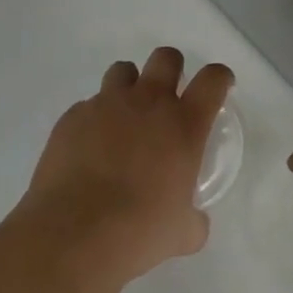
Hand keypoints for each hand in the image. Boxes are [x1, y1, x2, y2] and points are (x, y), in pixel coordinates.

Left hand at [20, 47, 233, 285]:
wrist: (73, 235)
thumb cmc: (138, 232)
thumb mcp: (180, 233)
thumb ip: (193, 220)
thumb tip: (195, 224)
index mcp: (184, 124)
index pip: (213, 79)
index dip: (219, 78)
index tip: (218, 87)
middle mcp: (149, 102)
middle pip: (166, 57)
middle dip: (171, 69)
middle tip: (167, 97)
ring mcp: (107, 104)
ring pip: (123, 70)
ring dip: (129, 87)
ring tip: (124, 117)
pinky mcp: (73, 117)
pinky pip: (87, 106)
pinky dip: (93, 120)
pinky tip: (88, 149)